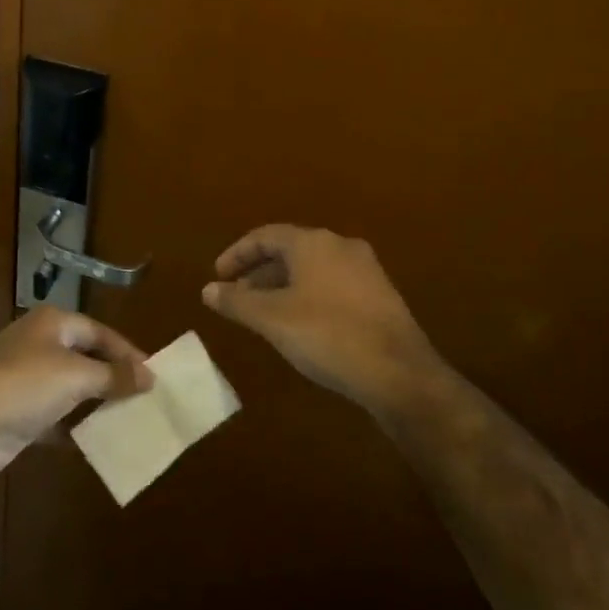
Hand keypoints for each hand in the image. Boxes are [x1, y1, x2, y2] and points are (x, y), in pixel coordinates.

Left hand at [0, 306, 153, 479]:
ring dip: (96, 402)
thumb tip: (149, 375)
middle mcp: (39, 345)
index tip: (154, 374)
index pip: (99, 332)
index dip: (126, 352)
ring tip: (130, 418)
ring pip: (72, 388)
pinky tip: (99, 441)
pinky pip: (58, 416)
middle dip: (113, 377)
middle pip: (86, 357)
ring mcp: (27, 379)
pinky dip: (76, 427)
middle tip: (145, 397)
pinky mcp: (21, 413)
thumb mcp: (76, 376)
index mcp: (52, 324)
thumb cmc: (25, 385)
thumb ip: (114, 375)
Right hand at [202, 224, 443, 413]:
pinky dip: (307, 296)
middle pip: (290, 250)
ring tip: (264, 314)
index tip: (218, 277)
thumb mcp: (272, 320)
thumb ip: (237, 302)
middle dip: (259, 272)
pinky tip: (301, 325)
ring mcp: (366, 271)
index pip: (265, 236)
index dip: (237, 255)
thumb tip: (208, 290)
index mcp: (313, 243)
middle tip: (238, 297)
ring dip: (283, 286)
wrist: (400, 374)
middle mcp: (340, 246)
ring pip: (312, 269)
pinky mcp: (380, 296)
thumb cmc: (327, 336)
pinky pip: (332, 285)